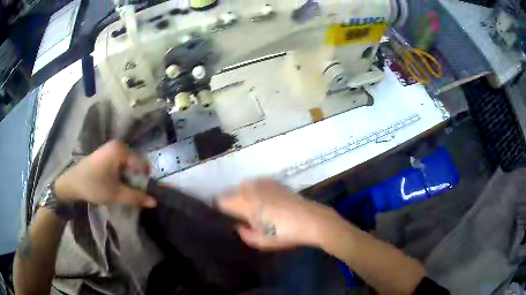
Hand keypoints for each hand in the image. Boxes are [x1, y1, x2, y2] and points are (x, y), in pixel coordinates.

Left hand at [54, 141, 156, 207]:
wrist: (72, 183)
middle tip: (132, 192)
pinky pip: (120, 162)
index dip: (144, 180)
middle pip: (135, 162)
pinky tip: (116, 183)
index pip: (142, 164)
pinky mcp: (105, 153)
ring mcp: (110, 148)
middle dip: (136, 178)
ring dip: (129, 177)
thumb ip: (136, 197)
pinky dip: (122, 173)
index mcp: (121, 150)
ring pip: (128, 163)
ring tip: (124, 189)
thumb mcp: (116, 194)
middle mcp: (117, 145)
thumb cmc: (94, 186)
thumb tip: (154, 202)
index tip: (142, 193)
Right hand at [218, 179, 341, 249]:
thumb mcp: (261, 242)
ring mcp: (263, 183)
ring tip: (253, 208)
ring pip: (244, 187)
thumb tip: (239, 226)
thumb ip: (244, 234)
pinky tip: (265, 200)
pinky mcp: (275, 182)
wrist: (311, 220)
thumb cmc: (284, 233)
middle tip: (240, 215)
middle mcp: (251, 189)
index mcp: (244, 203)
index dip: (219, 208)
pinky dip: (256, 191)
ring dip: (244, 195)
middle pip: (231, 192)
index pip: (221, 201)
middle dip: (232, 202)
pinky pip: (257, 184)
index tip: (224, 216)